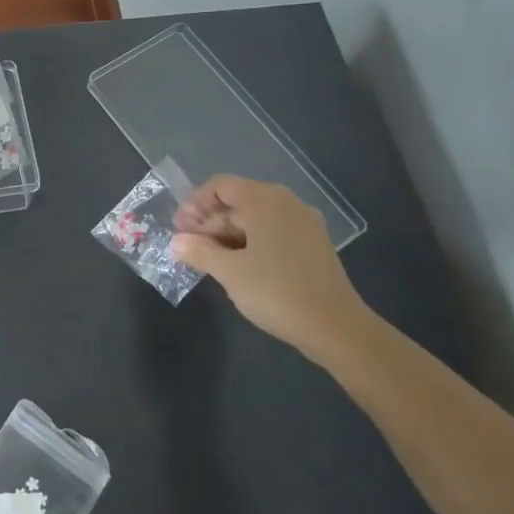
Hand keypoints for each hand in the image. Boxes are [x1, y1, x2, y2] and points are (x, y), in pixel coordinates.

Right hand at [171, 175, 379, 365]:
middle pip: (238, 200)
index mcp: (265, 200)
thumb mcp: (229, 272)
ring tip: (210, 260)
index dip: (195, 204)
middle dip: (210, 221)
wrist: (336, 328)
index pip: (221, 186)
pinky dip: (251, 242)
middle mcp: (286, 203)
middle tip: (190, 247)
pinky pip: (273, 232)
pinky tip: (239, 267)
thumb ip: (199, 252)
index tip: (181, 230)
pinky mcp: (313, 245)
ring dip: (228, 234)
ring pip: (256, 218)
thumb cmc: (276, 291)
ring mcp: (304, 224)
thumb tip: (176, 242)